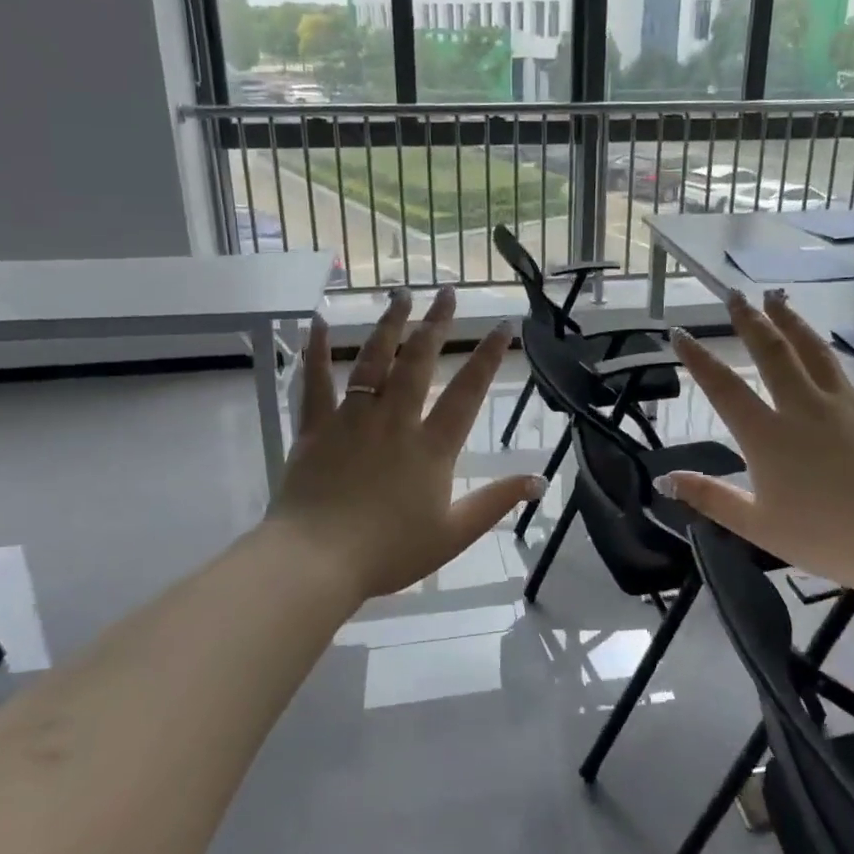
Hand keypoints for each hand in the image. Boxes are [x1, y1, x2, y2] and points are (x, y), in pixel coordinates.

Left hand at [263, 286, 543, 602]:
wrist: (317, 561)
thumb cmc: (389, 551)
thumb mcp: (454, 534)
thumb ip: (495, 502)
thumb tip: (539, 480)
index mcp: (431, 446)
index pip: (467, 392)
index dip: (487, 356)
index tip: (501, 324)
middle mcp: (395, 420)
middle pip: (419, 362)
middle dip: (436, 324)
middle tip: (447, 292)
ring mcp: (352, 419)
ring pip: (373, 361)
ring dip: (389, 324)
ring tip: (401, 294)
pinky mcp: (315, 428)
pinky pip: (315, 383)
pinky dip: (316, 351)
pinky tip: (318, 322)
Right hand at [656, 291, 853, 592]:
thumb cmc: (825, 538)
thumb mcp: (757, 525)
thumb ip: (710, 497)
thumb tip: (664, 479)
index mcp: (767, 435)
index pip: (723, 387)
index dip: (698, 359)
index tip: (680, 333)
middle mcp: (803, 407)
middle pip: (771, 353)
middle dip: (749, 321)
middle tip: (734, 295)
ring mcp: (847, 404)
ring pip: (815, 351)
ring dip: (793, 322)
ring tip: (777, 298)